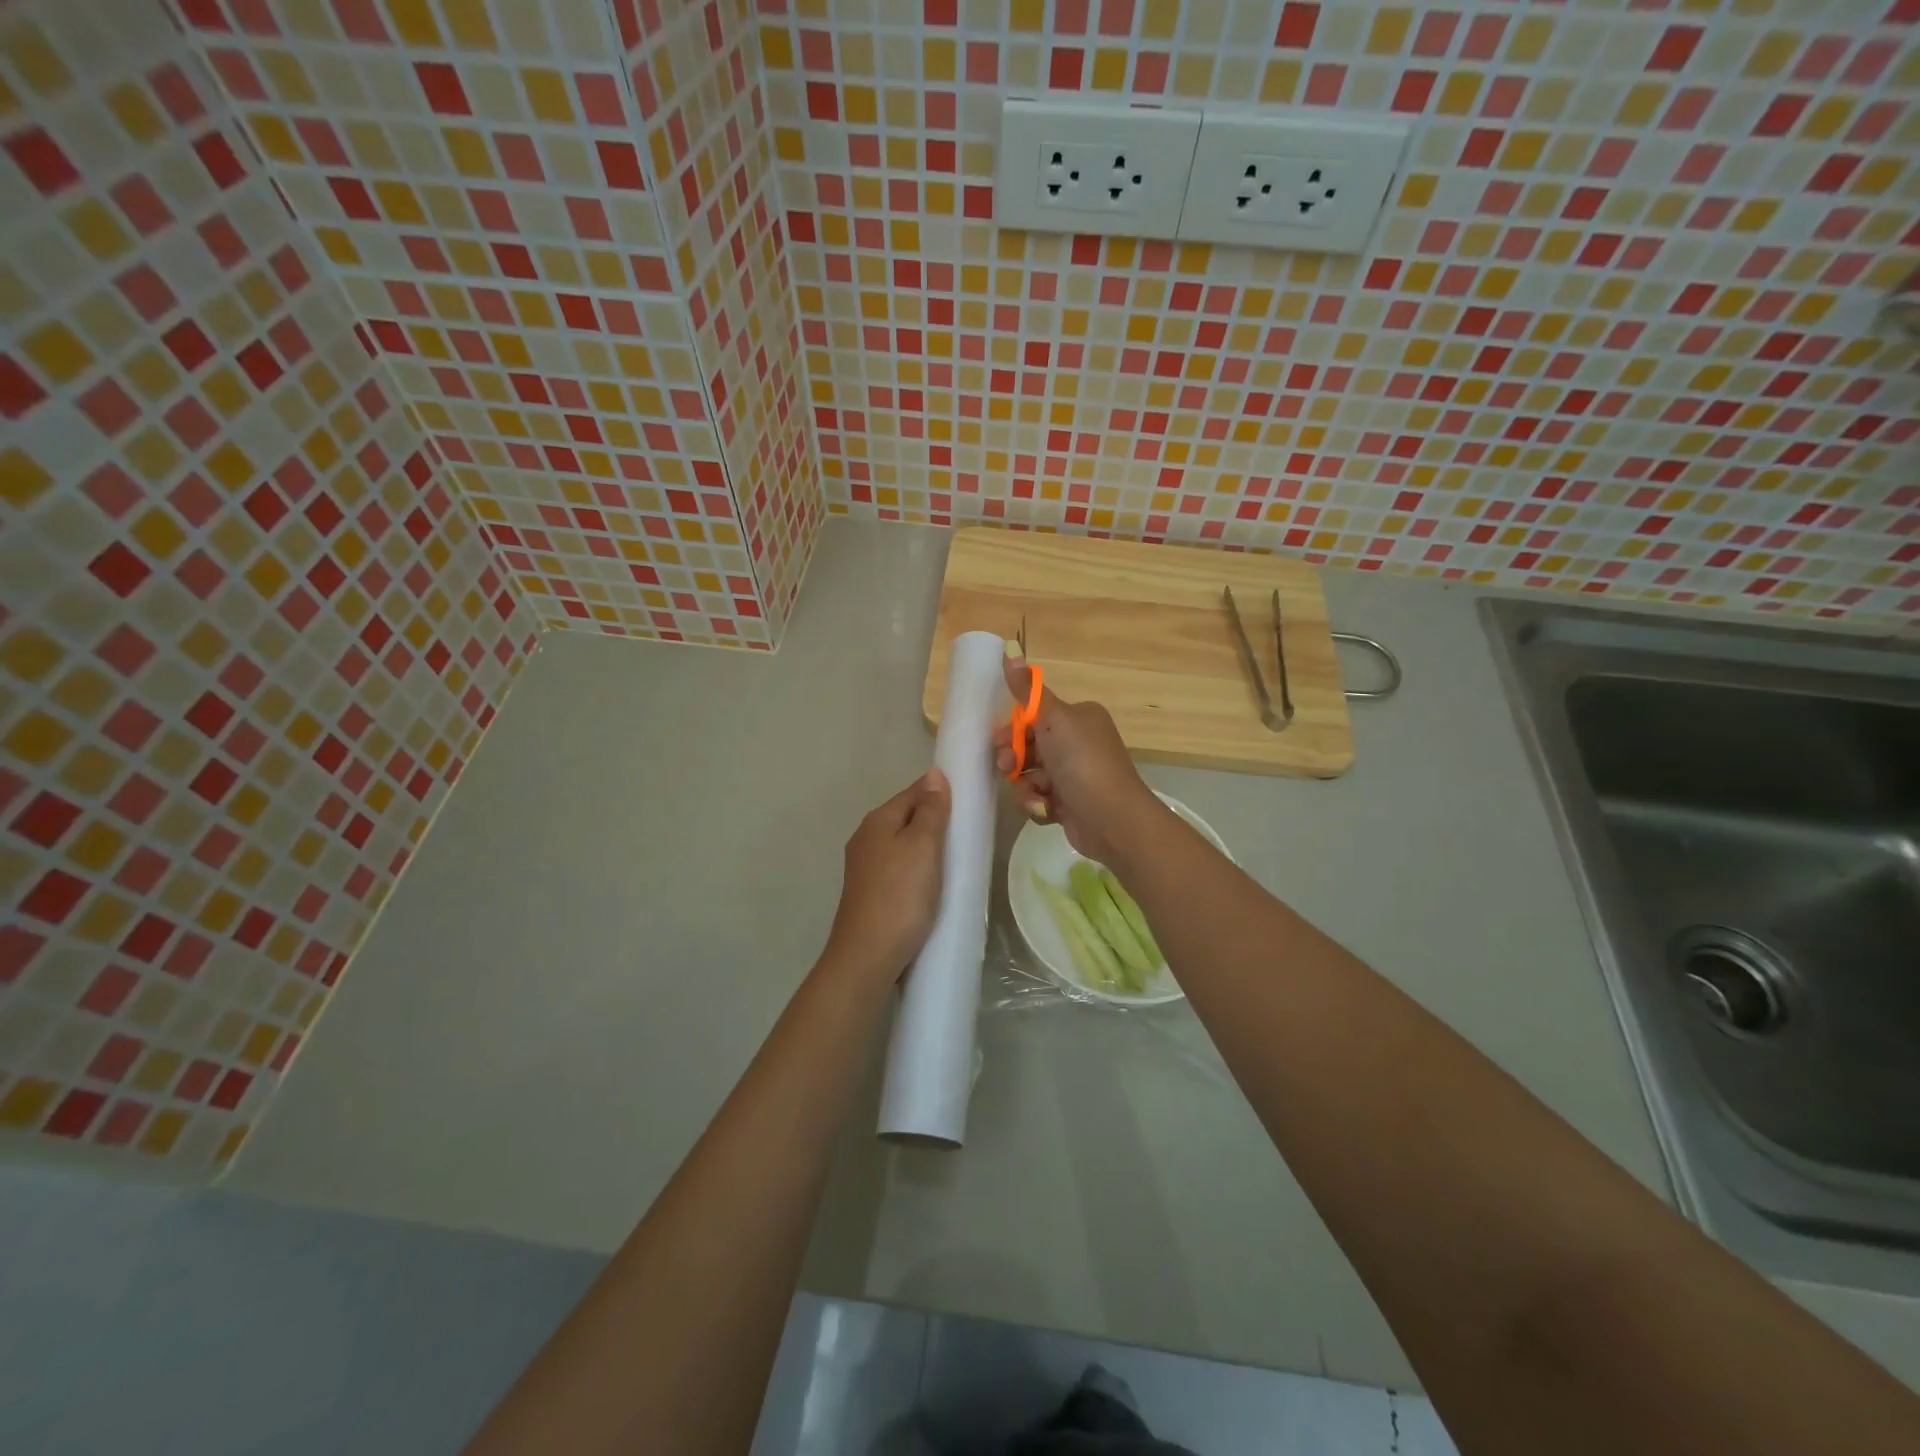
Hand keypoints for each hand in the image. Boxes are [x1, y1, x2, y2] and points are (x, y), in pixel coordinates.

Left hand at [820, 770, 951, 985]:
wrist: (868, 957)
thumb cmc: (901, 896)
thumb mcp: (923, 847)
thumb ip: (930, 810)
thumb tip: (933, 774)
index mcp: (877, 820)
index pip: (914, 791)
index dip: (941, 792)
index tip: (970, 801)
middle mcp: (865, 838)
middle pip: (906, 817)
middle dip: (934, 820)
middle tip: (968, 832)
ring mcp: (865, 867)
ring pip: (902, 843)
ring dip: (927, 846)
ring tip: (956, 858)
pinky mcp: (870, 892)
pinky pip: (899, 867)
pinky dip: (917, 868)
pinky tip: (933, 883)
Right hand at [992, 656, 1165, 865]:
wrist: (1112, 819)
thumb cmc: (1082, 762)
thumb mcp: (1053, 718)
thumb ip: (1028, 691)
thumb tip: (1010, 650)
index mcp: (1079, 717)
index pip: (1035, 716)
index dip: (1013, 729)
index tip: (999, 740)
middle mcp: (1078, 743)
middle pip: (1029, 746)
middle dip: (1015, 758)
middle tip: (1008, 768)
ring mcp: (1074, 775)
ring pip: (1030, 775)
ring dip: (1025, 786)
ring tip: (1035, 795)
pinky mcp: (1070, 803)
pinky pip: (1039, 798)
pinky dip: (1038, 804)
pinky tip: (1046, 809)